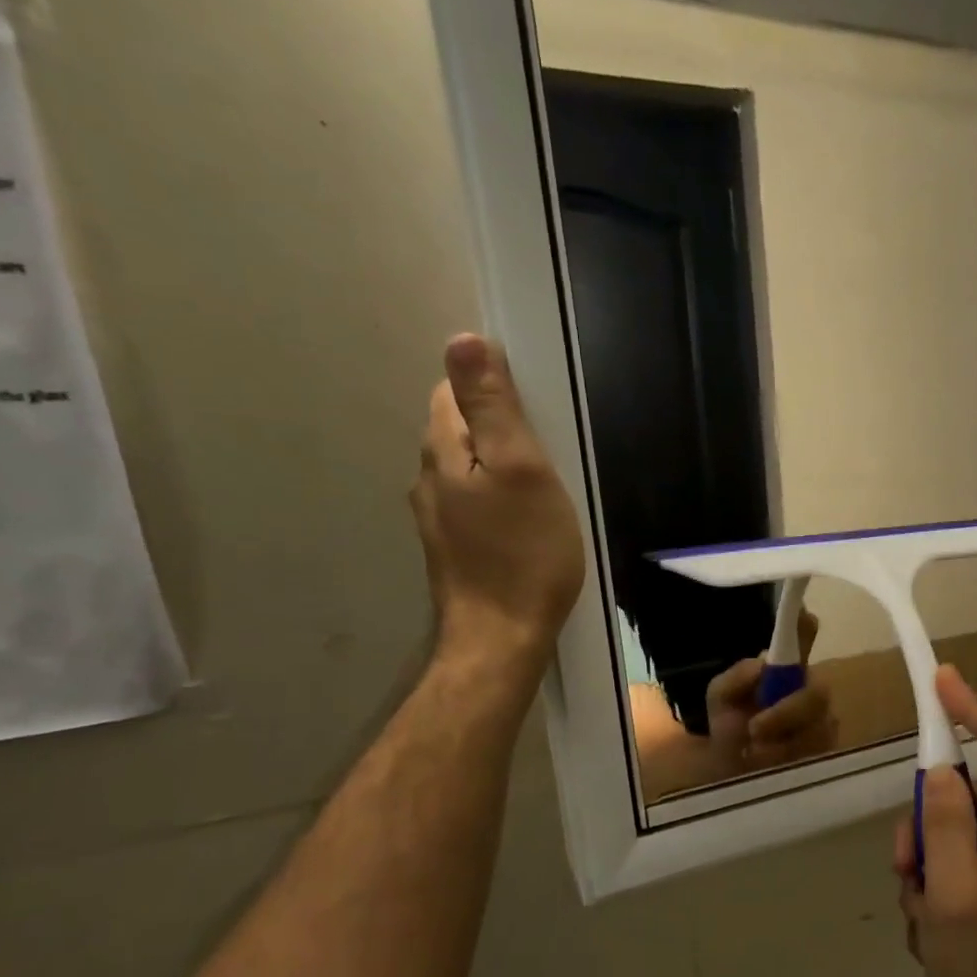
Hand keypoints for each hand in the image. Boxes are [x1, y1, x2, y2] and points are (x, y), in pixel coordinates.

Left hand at [412, 334, 584, 665]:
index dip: (492, 389)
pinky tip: (523, 525)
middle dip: (497, 429)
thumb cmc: (523, 554)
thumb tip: (462, 338)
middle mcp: (428, 479)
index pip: (453, 391)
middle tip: (548, 453)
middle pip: (458, 430)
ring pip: (466, 471)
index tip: (537, 413)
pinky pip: (473, 505)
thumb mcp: (522, 470)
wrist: (501, 638)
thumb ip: (493, 407)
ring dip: (497, 467)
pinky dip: (496, 501)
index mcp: (443, 451)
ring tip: (541, 489)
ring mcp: (436, 519)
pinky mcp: (452, 550)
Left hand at [704, 610, 837, 770]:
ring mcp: (824, 722)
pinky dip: (788, 760)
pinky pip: (818, 753)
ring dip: (782, 742)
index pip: (802, 640)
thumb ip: (735, 680)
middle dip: (788, 711)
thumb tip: (762, 664)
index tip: (805, 617)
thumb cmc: (731, 729)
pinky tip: (770, 767)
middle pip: (818, 692)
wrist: (731, 776)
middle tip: (755, 728)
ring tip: (753, 754)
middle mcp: (810, 690)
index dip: (804, 627)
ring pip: (818, 726)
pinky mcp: (828, 752)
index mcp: (785, 672)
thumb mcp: (721, 701)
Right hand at [894, 666, 976, 976]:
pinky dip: (926, 885)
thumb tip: (938, 766)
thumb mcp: (954, 899)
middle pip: (962, 788)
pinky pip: (943, 858)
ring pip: (944, 827)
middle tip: (910, 869)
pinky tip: (931, 927)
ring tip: (925, 915)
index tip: (938, 683)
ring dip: (920, 863)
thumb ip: (945, 828)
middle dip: (924, 822)